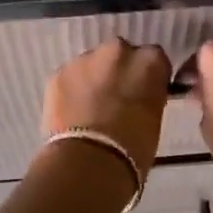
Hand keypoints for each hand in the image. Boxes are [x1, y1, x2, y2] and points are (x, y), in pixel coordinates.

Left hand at [40, 39, 172, 175]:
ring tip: (90, 107)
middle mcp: (118, 51)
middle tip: (116, 98)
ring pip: (92, 64)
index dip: (147, 77)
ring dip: (93, 79)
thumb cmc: (134, 147)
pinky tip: (72, 113)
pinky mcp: (58, 73)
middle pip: (120, 55)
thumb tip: (138, 97)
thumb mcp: (154, 118)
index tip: (144, 92)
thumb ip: (148, 97)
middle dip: (118, 72)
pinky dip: (71, 90)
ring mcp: (84, 59)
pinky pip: (69, 78)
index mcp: (149, 61)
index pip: (154, 59)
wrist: (89, 161)